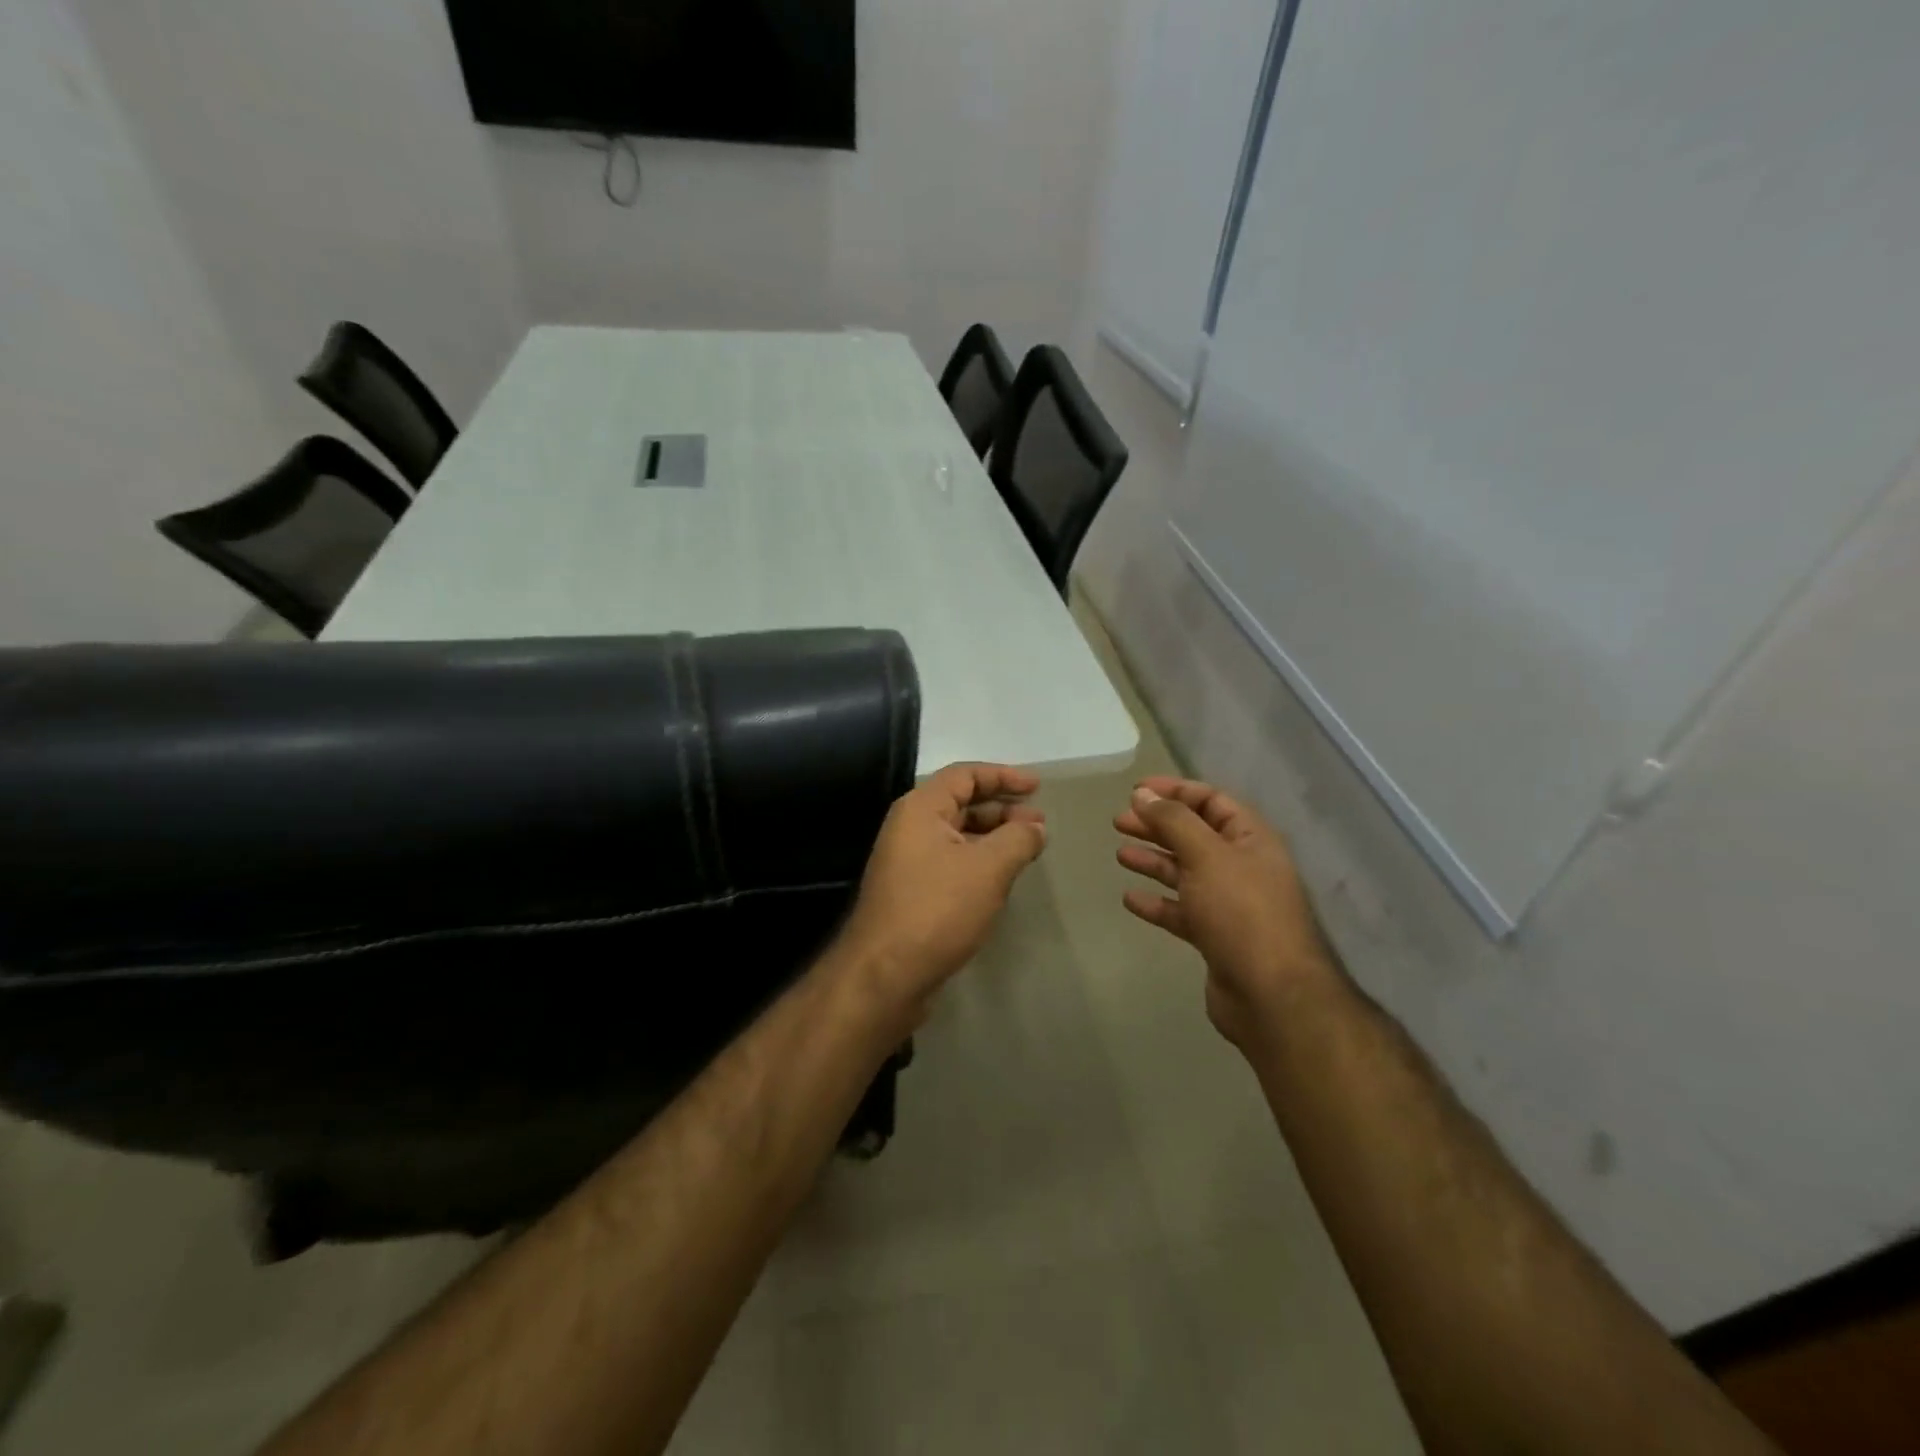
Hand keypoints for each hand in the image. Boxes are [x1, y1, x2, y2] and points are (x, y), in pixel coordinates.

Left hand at [835, 762, 1048, 1017]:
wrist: (885, 974)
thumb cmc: (937, 909)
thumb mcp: (988, 868)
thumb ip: (1017, 839)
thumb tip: (1034, 826)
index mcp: (920, 809)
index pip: (964, 775)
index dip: (1003, 776)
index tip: (1037, 786)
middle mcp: (909, 828)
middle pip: (960, 803)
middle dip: (1002, 809)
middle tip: (1038, 822)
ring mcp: (908, 862)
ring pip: (957, 836)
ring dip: (993, 837)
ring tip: (1028, 850)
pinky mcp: (912, 892)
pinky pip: (951, 863)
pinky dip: (979, 862)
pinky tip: (1002, 878)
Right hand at [1115, 777, 1339, 1049]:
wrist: (1271, 994)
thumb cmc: (1241, 912)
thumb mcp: (1206, 855)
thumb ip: (1173, 821)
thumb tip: (1143, 794)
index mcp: (1250, 839)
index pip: (1211, 801)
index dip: (1175, 791)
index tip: (1136, 790)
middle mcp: (1242, 866)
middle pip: (1194, 835)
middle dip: (1157, 825)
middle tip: (1119, 821)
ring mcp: (1229, 904)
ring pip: (1185, 872)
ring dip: (1154, 861)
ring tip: (1120, 854)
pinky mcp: (1215, 936)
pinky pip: (1181, 911)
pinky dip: (1157, 903)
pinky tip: (1130, 899)